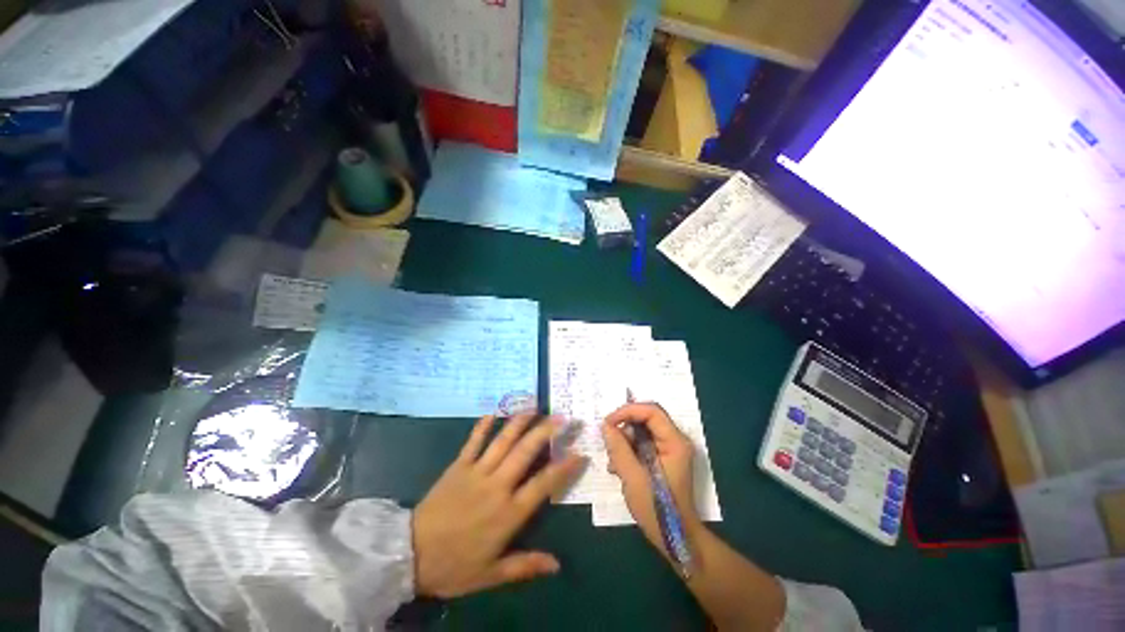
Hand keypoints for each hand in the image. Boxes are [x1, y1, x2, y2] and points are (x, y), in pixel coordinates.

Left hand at [412, 414, 585, 598]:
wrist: (409, 555)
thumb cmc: (454, 566)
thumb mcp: (491, 575)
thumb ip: (525, 566)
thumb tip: (557, 565)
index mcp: (508, 513)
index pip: (544, 484)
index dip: (564, 467)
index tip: (580, 452)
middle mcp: (497, 486)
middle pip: (525, 452)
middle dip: (546, 432)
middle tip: (562, 417)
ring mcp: (476, 472)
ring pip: (503, 441)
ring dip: (520, 422)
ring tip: (534, 407)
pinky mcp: (458, 466)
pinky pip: (473, 441)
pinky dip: (483, 425)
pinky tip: (493, 411)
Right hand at [602, 403, 700, 551]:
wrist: (676, 539)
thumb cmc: (657, 509)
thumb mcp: (633, 477)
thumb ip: (618, 448)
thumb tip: (606, 425)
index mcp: (674, 442)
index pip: (651, 411)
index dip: (628, 411)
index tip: (608, 422)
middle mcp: (674, 441)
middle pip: (646, 419)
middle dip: (625, 428)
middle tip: (610, 443)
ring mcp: (669, 450)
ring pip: (641, 431)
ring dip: (624, 442)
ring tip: (614, 463)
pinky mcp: (663, 459)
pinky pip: (642, 444)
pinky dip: (628, 451)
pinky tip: (619, 468)